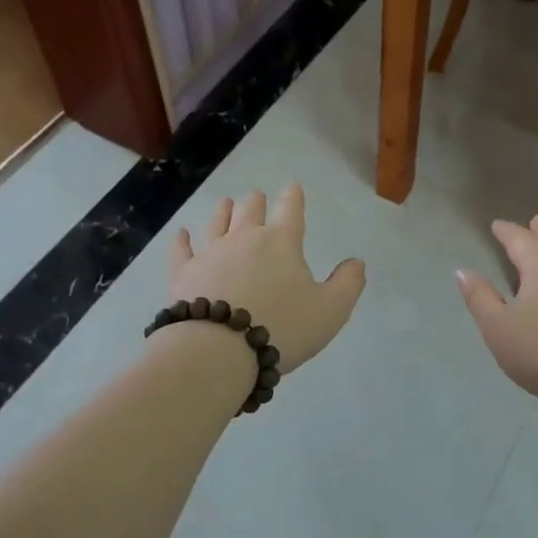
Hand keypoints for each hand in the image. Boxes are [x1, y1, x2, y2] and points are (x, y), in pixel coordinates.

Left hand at [167, 186, 365, 371]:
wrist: (219, 350)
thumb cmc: (281, 327)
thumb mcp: (330, 310)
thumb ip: (347, 283)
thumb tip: (356, 262)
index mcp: (281, 242)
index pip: (291, 211)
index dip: (294, 197)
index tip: (293, 187)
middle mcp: (244, 238)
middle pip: (251, 212)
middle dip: (256, 202)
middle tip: (257, 196)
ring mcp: (210, 253)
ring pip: (217, 224)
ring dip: (223, 212)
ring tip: (226, 202)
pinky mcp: (183, 274)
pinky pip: (182, 251)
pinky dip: (182, 240)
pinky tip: (181, 234)